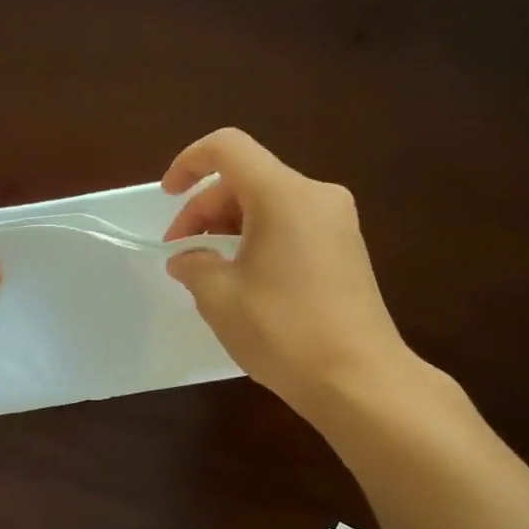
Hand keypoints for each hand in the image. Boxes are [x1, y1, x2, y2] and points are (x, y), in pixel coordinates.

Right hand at [162, 128, 418, 419]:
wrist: (360, 380)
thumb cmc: (283, 331)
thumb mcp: (220, 297)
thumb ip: (193, 265)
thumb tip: (186, 259)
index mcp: (284, 194)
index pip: (228, 148)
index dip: (189, 162)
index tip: (168, 196)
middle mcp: (316, 196)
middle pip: (247, 178)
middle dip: (205, 208)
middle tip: (181, 254)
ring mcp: (338, 222)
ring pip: (269, 203)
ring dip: (230, 226)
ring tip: (208, 270)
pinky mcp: (347, 249)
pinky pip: (292, 225)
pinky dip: (258, 238)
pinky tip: (244, 279)